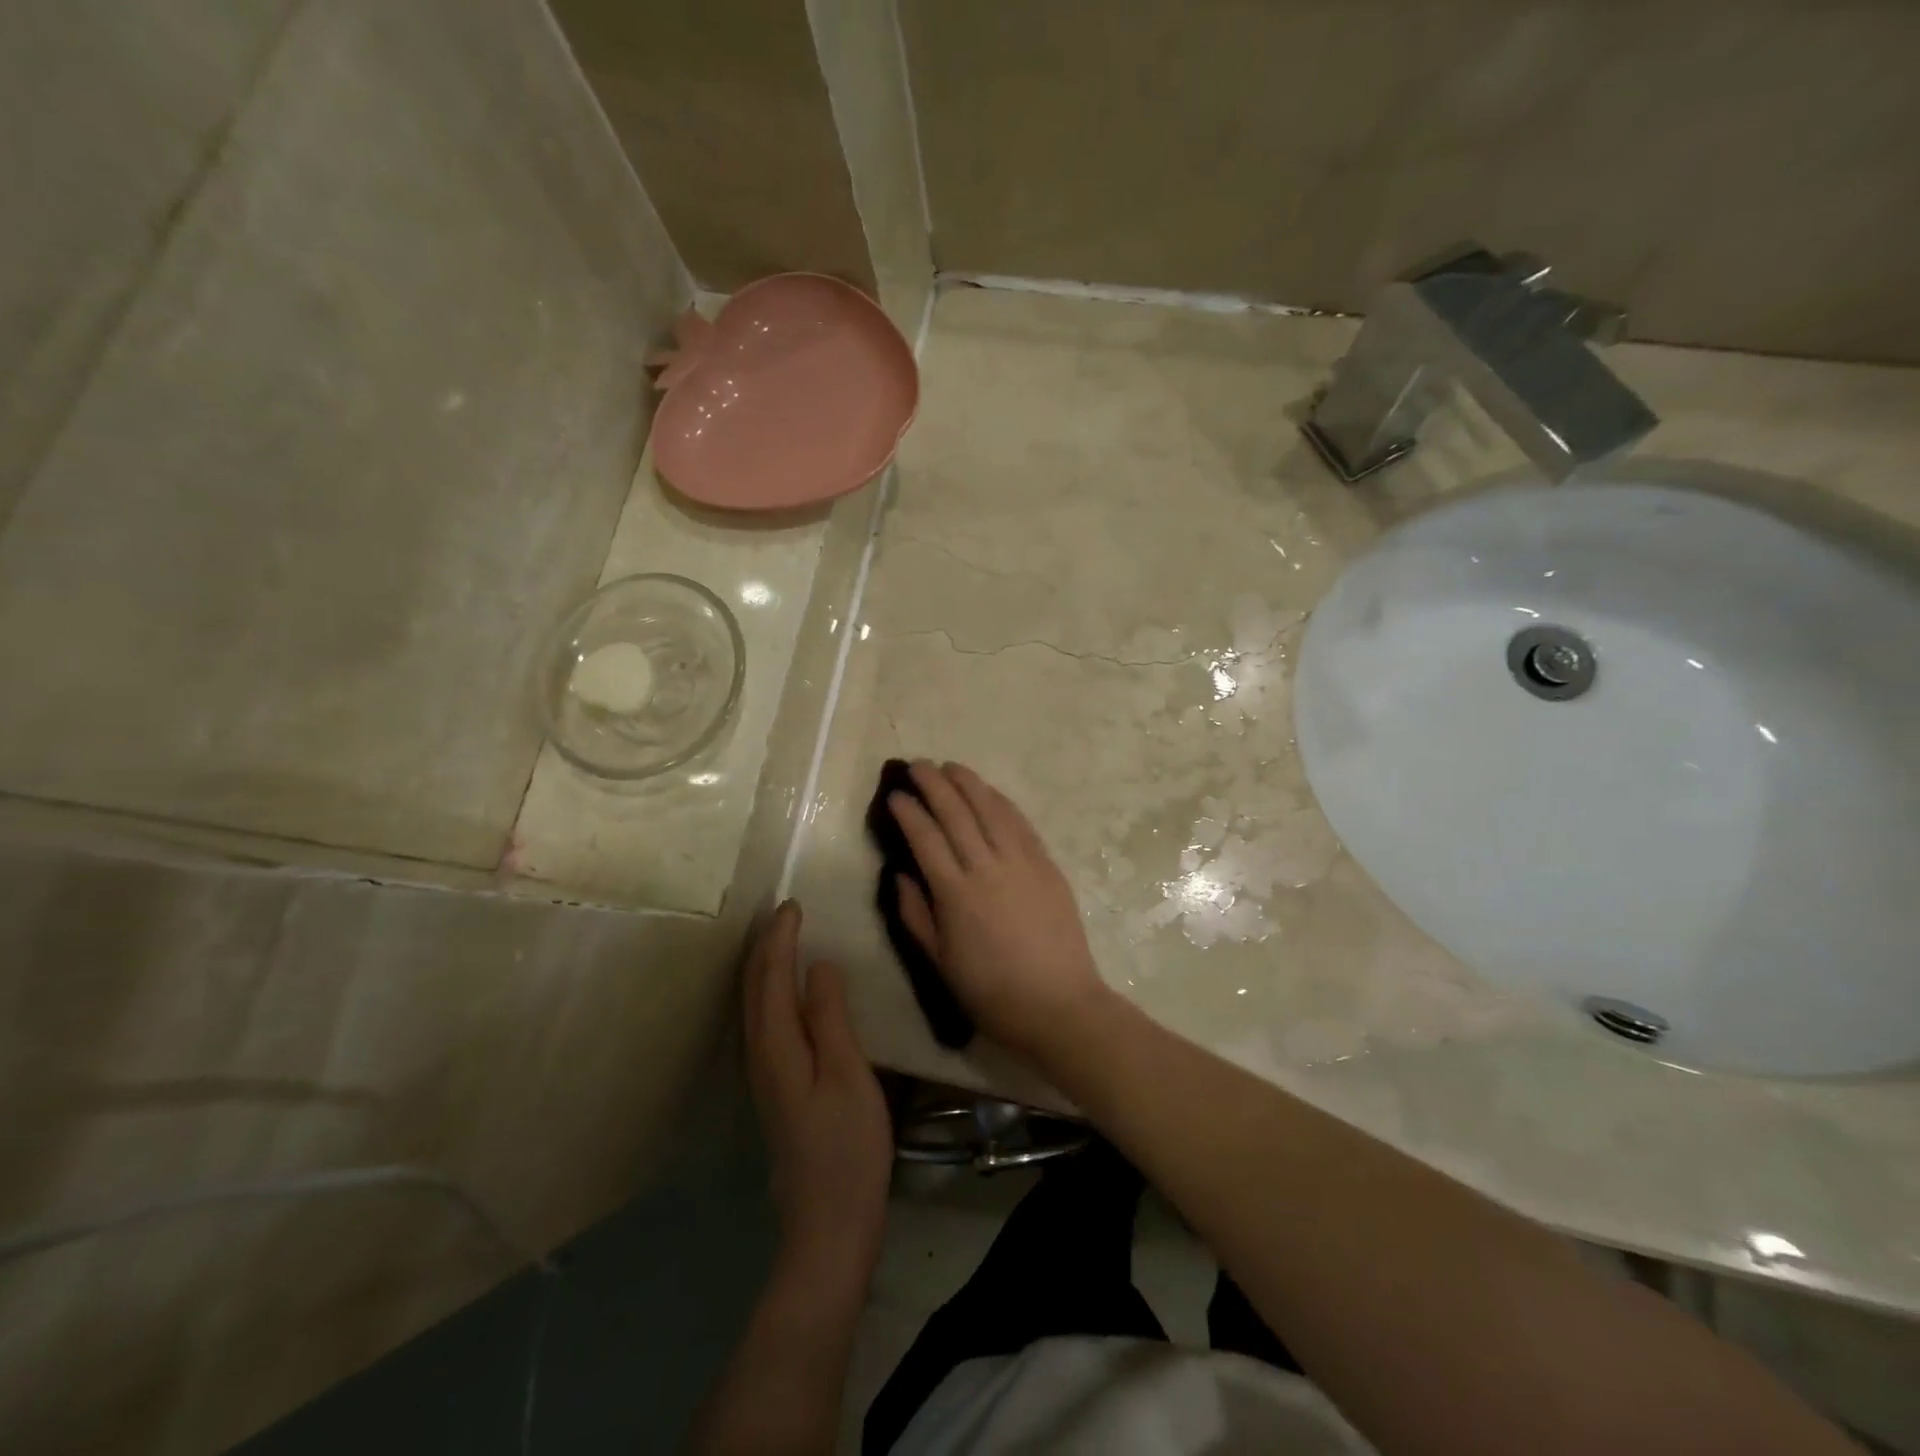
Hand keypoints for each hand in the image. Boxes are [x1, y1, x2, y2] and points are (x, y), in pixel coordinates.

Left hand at [744, 901, 892, 1286]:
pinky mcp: (775, 1088)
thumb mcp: (848, 1075)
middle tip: (785, 912)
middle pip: (754, 989)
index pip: (772, 977)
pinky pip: (764, 1021)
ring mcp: (764, 1075)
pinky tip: (786, 993)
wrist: (828, 1224)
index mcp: (778, 1046)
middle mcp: (760, 1055)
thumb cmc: (847, 1147)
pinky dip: (770, 992)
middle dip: (765, 946)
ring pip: (755, 1005)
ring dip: (764, 966)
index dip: (781, 938)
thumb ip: (830, 1017)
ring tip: (781, 939)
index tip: (793, 904)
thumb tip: (817, 965)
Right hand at [888, 761, 1115, 1064]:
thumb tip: (900, 874)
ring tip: (951, 766)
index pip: (926, 839)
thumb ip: (916, 915)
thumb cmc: (992, 992)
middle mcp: (987, 868)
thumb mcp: (940, 962)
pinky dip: (1002, 802)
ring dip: (969, 783)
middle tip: (918, 765)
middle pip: (957, 814)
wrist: (1059, 1005)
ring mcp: (1022, 862)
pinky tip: (990, 792)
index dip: (908, 812)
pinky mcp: (1047, 865)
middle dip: (934, 784)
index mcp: (956, 894)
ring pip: (991, 809)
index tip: (895, 795)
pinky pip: (1021, 823)